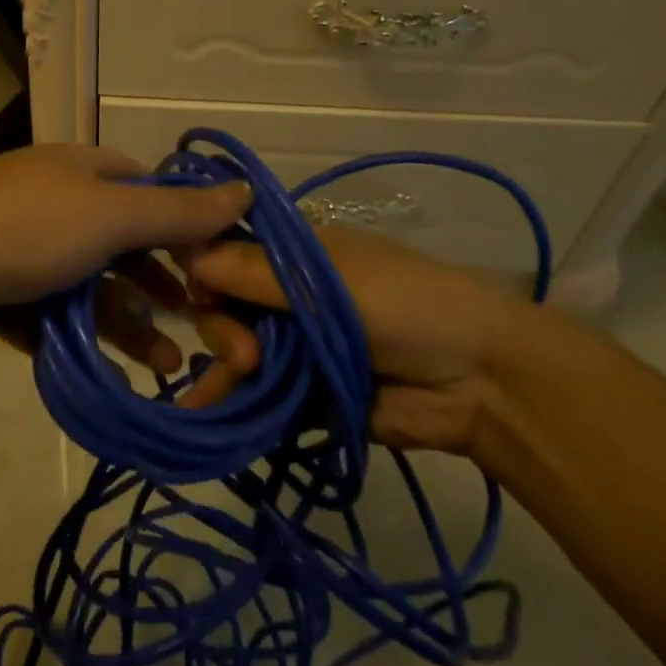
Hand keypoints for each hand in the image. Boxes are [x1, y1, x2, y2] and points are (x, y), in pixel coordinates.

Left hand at [0, 144, 252, 360]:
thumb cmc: (23, 229)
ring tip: (166, 366)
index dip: (184, 227)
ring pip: (91, 287)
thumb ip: (178, 212)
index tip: (216, 269)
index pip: (147, 189)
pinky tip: (113, 371)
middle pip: (122, 244)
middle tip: (199, 328)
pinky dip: (84, 339)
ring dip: (130, 323)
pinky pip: (54, 315)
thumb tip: (245, 190)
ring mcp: (22, 247)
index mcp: (79, 169)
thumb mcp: (110, 215)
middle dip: (162, 288)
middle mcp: (53, 202)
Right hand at [179, 227, 541, 454]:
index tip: (198, 290)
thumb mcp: (327, 280)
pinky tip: (201, 413)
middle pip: (223, 305)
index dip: (203, 268)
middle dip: (224, 329)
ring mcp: (292, 345)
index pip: (226, 252)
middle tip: (247, 356)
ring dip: (224, 367)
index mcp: (292, 255)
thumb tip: (187, 254)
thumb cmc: (403, 305)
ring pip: (233, 349)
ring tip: (227, 391)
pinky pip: (254, 392)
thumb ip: (255, 273)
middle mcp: (284, 295)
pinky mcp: (300, 391)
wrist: (478, 380)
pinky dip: (230, 400)